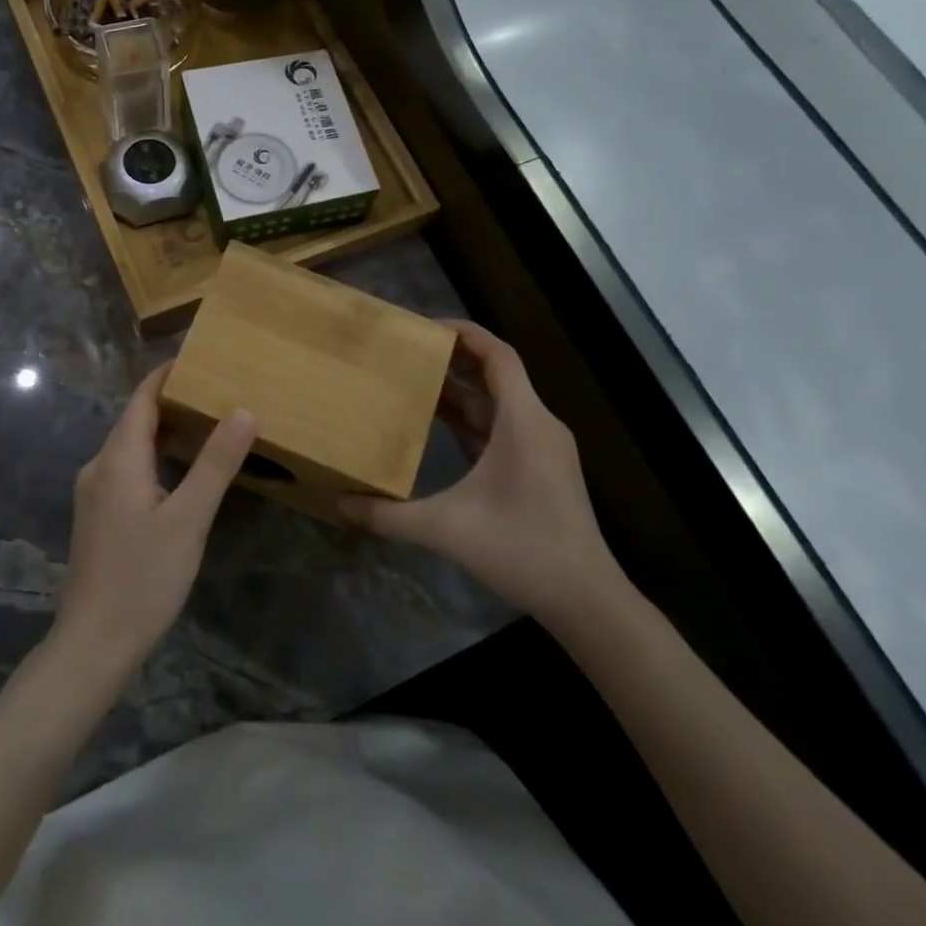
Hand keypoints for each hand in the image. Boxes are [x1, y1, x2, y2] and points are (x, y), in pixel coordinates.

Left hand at [55, 362, 256, 674]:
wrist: (93, 643)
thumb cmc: (143, 578)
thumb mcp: (189, 520)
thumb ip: (215, 464)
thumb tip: (243, 410)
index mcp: (118, 460)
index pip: (141, 399)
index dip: (165, 375)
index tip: (197, 357)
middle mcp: (99, 468)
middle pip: (134, 420)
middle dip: (169, 400)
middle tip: (213, 389)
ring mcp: (94, 495)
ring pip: (129, 447)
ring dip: (163, 430)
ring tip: (204, 423)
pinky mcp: (97, 518)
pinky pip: (126, 470)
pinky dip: (154, 457)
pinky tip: (178, 473)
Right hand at [340, 321, 623, 622]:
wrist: (585, 599)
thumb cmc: (522, 551)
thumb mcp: (447, 530)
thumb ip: (389, 516)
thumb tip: (340, 503)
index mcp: (523, 422)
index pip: (498, 356)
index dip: (464, 333)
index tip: (425, 327)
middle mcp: (537, 425)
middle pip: (496, 375)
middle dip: (453, 360)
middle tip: (408, 352)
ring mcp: (543, 448)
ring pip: (499, 404)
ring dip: (460, 392)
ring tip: (415, 382)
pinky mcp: (541, 468)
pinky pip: (503, 428)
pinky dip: (472, 421)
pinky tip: (440, 427)